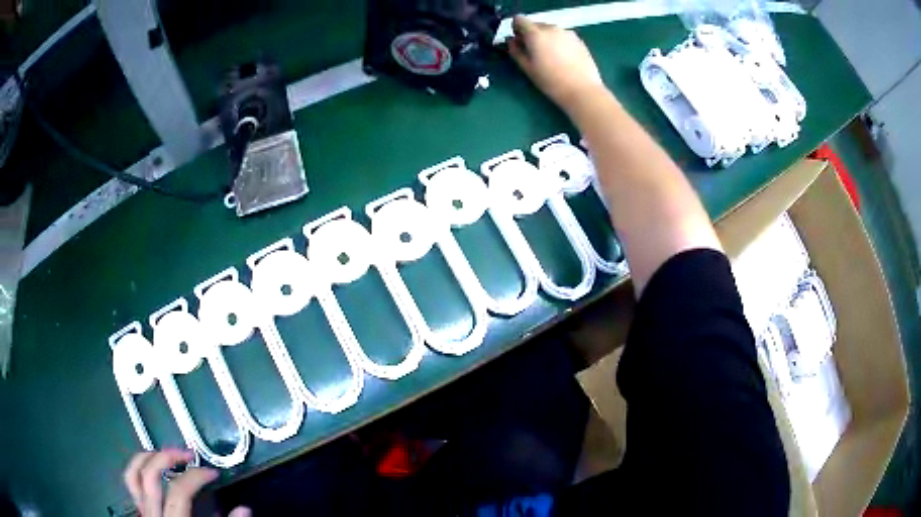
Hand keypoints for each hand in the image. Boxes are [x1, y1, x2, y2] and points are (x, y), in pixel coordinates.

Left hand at [123, 449, 249, 516]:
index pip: (179, 491)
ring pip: (134, 475)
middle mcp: (153, 514)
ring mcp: (143, 510)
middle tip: (187, 453)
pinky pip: (131, 483)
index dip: (195, 477)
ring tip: (166, 452)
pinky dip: (139, 468)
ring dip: (148, 457)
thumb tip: (244, 509)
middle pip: (150, 476)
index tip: (212, 473)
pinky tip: (151, 464)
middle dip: (167, 457)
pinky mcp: (140, 510)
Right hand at [508, 16, 607, 111]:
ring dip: (546, 38)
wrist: (582, 90)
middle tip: (534, 52)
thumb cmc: (551, 81)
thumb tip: (511, 41)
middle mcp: (551, 28)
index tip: (519, 41)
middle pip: (536, 24)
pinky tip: (563, 59)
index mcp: (536, 34)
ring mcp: (567, 33)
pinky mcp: (579, 40)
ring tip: (550, 57)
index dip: (516, 28)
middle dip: (532, 34)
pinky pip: (563, 36)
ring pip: (550, 30)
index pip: (519, 19)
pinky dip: (559, 42)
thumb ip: (516, 51)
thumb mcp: (527, 68)